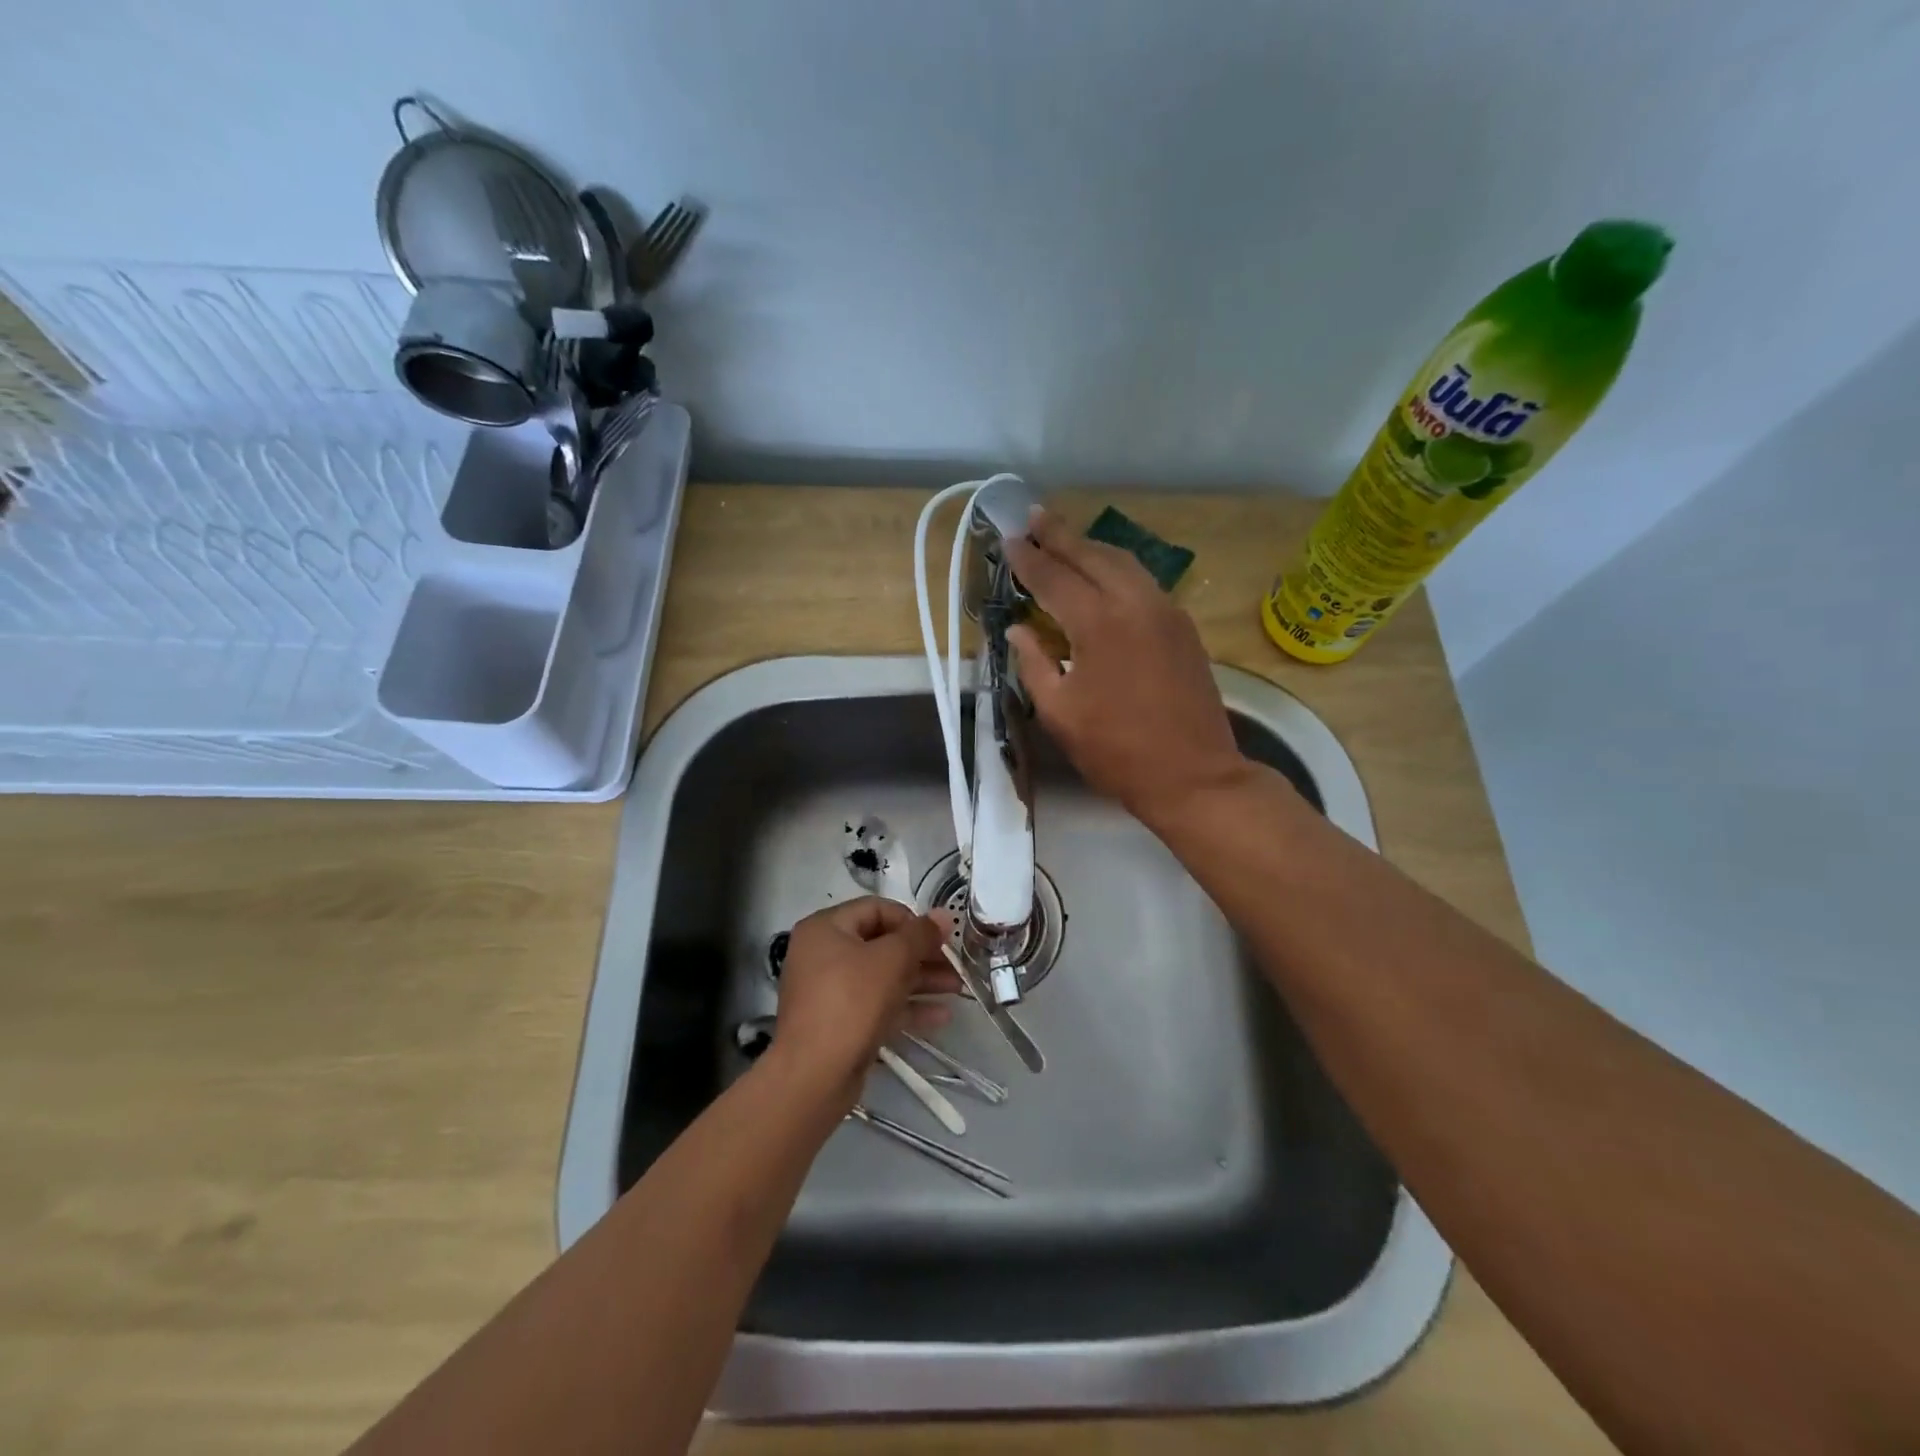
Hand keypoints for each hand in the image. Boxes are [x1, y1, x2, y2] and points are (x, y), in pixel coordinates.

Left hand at [773, 898, 962, 1099]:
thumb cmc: (851, 1002)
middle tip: (955, 965)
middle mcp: (823, 955)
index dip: (911, 920)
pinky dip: (906, 1007)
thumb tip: (945, 914)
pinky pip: (877, 1005)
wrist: (814, 1076)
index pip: (876, 909)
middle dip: (922, 955)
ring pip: (882, 977)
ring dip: (920, 981)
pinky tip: (941, 1016)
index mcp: (826, 928)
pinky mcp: (840, 1023)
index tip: (939, 938)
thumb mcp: (892, 960)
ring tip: (957, 989)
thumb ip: (921, 935)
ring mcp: (830, 991)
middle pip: (881, 944)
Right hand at [1006, 508, 1250, 829]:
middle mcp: (1135, 604)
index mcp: (1099, 624)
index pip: (1055, 578)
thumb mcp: (1060, 713)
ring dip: (1092, 548)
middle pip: (1093, 556)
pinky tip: (1105, 577)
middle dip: (1062, 535)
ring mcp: (1166, 612)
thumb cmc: (1116, 751)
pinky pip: (1145, 582)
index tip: (1010, 539)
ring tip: (1067, 541)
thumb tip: (1019, 629)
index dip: (1029, 559)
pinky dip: (1118, 569)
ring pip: (1125, 563)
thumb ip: (1035, 664)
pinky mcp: (1184, 627)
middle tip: (1035, 517)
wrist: (1193, 775)